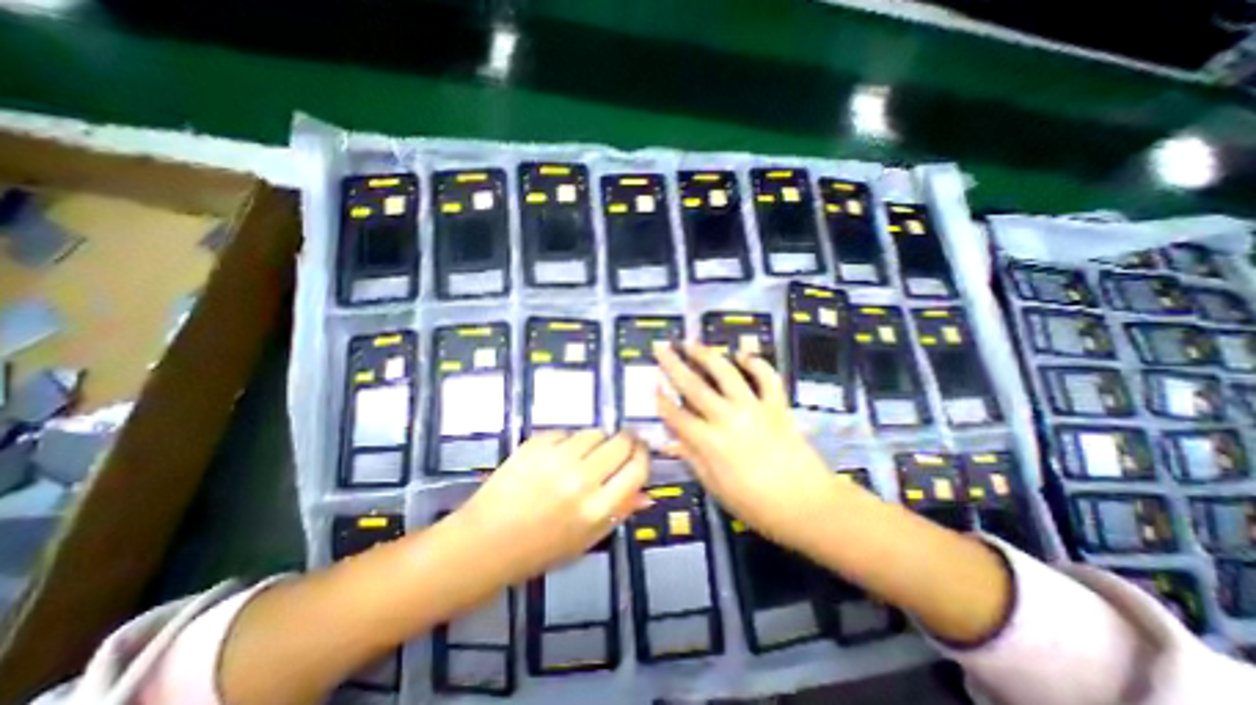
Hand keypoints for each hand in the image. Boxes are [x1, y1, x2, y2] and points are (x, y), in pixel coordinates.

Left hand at [448, 430, 645, 583]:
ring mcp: (557, 459)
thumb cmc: (540, 550)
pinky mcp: (536, 445)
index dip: (643, 455)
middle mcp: (581, 480)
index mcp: (597, 509)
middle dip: (626, 440)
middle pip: (620, 442)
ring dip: (596, 440)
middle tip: (620, 444)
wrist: (485, 543)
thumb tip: (646, 493)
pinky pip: (566, 432)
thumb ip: (619, 513)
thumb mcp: (586, 540)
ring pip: (594, 432)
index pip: (637, 468)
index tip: (640, 450)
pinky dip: (568, 441)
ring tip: (585, 454)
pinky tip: (557, 456)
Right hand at [658, 345, 830, 547]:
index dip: (661, 399)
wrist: (809, 506)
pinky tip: (743, 355)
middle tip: (661, 347)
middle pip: (694, 386)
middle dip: (673, 364)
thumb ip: (692, 459)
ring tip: (692, 343)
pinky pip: (767, 377)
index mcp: (710, 443)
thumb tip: (669, 442)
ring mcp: (754, 408)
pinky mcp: (777, 406)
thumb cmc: (758, 505)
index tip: (652, 383)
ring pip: (726, 373)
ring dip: (706, 355)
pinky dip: (756, 363)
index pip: (677, 416)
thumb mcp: (717, 488)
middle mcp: (728, 418)